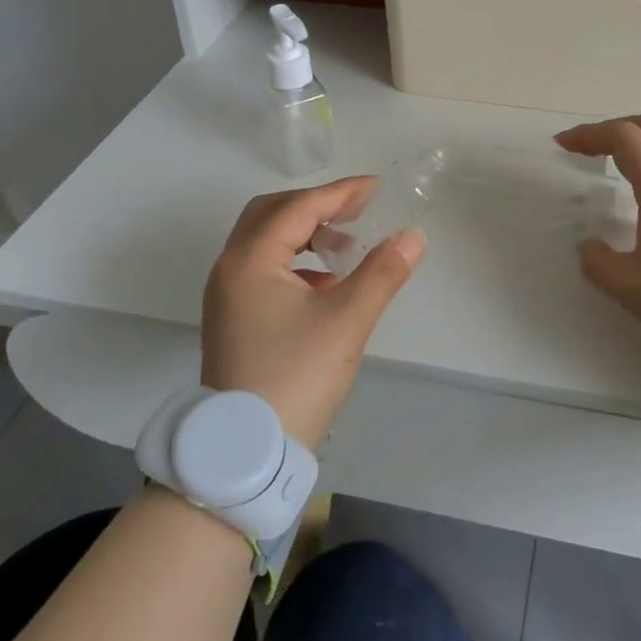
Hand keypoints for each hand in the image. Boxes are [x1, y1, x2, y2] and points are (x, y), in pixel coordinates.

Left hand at [202, 177, 425, 445]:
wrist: (246, 451)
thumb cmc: (296, 377)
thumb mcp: (346, 321)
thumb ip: (382, 272)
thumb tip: (413, 236)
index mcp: (250, 260)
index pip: (299, 208)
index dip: (340, 193)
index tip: (377, 188)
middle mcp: (230, 268)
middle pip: (273, 214)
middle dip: (317, 206)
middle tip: (358, 210)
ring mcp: (227, 295)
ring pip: (266, 242)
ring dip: (306, 234)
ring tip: (346, 247)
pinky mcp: (233, 317)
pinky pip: (263, 269)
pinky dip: (296, 262)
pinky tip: (327, 284)